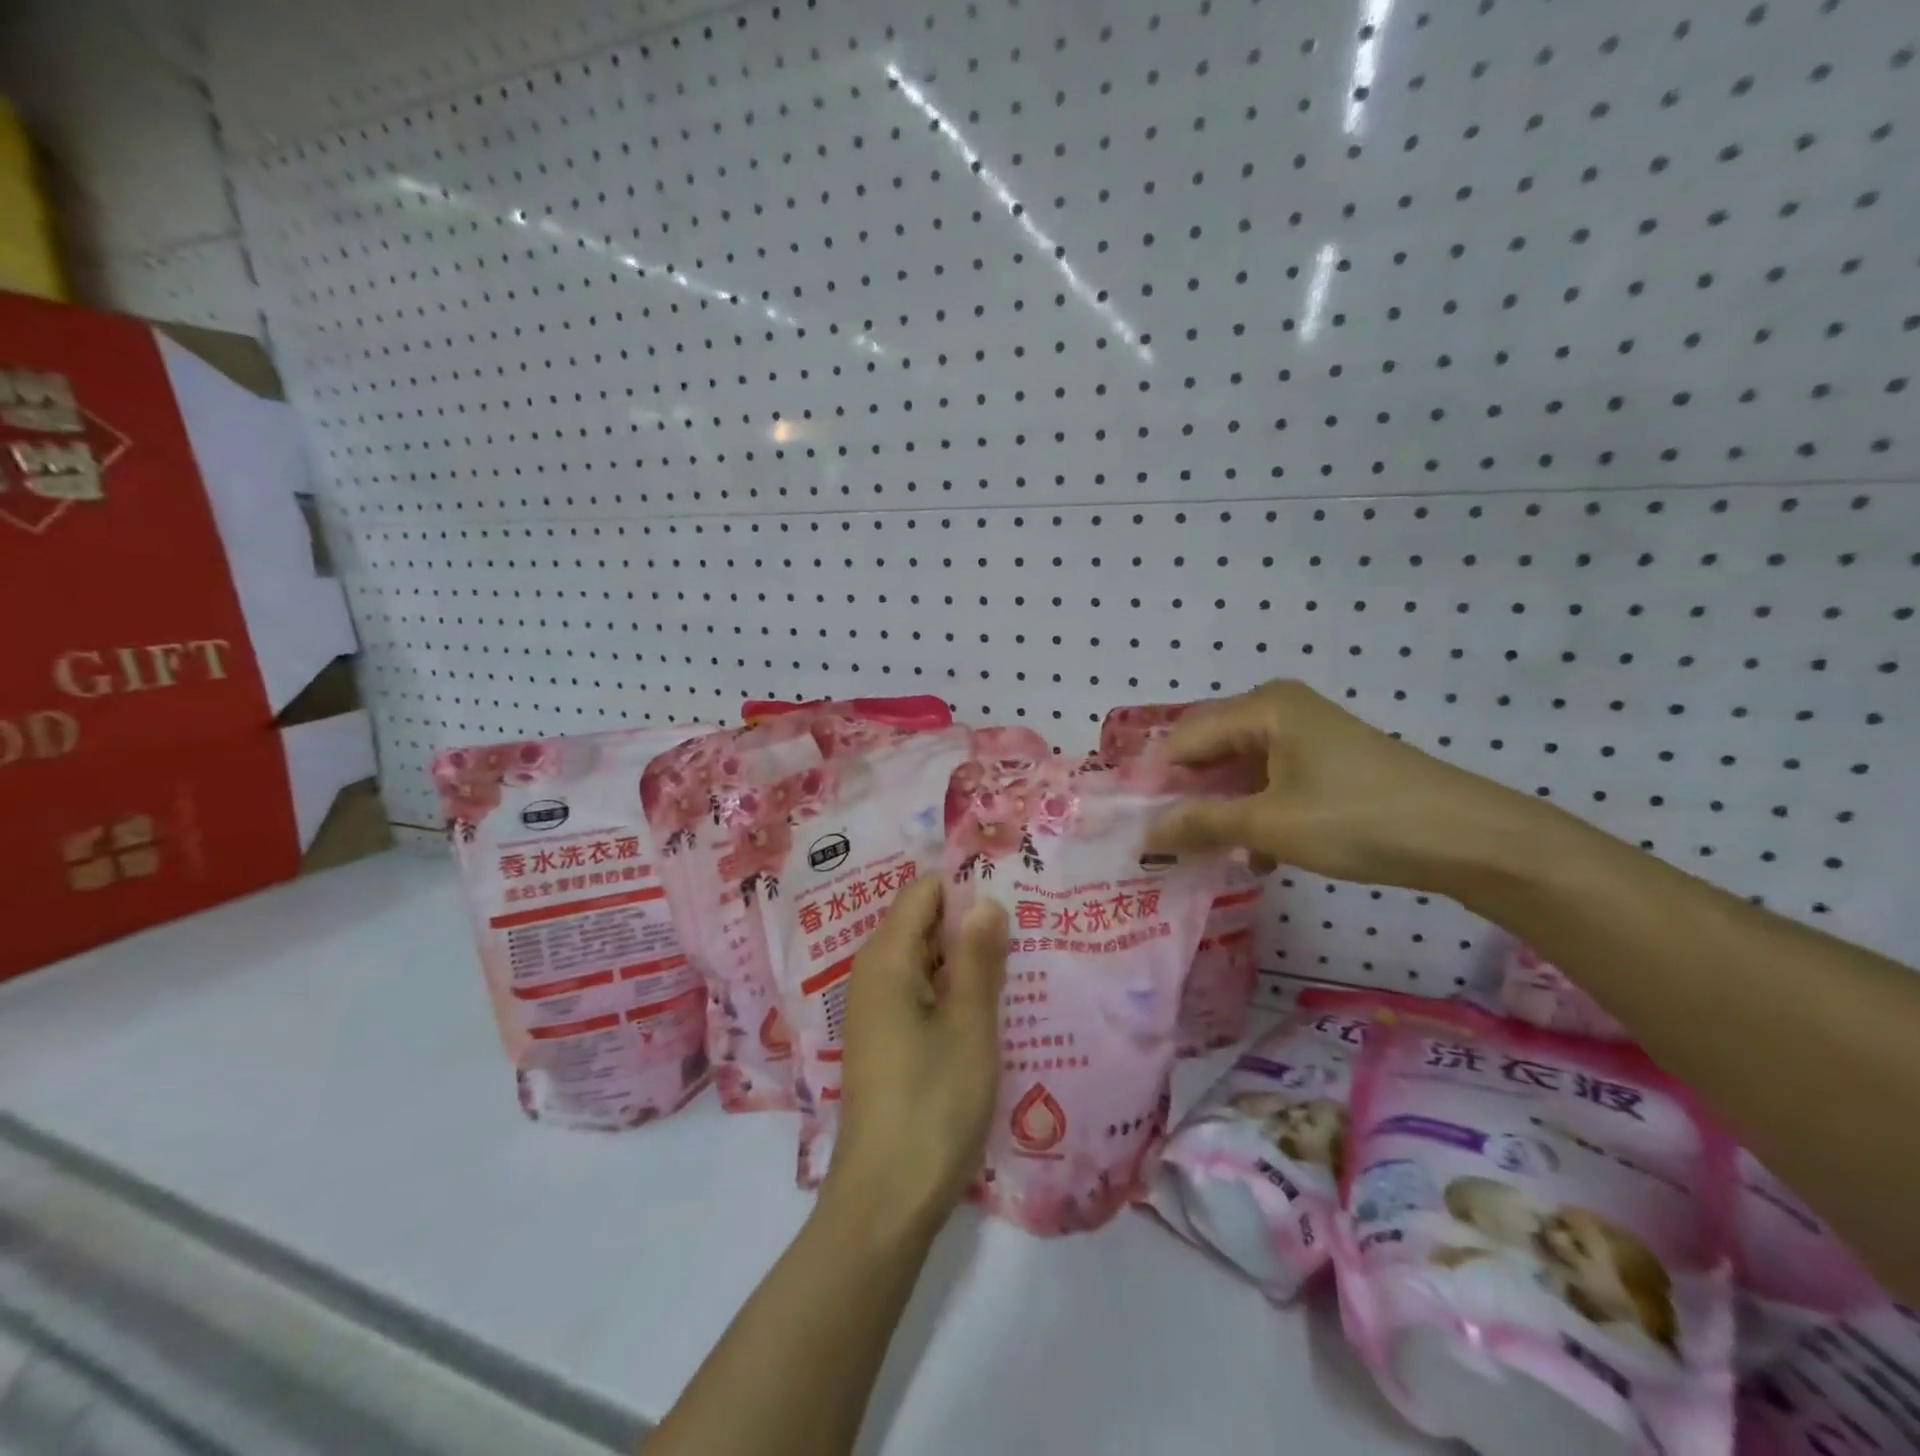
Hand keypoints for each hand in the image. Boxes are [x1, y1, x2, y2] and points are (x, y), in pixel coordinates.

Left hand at [827, 876, 1008, 1236]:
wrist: (885, 1201)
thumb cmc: (932, 1104)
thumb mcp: (969, 1025)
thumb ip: (978, 957)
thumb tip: (986, 899)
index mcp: (887, 958)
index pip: (924, 891)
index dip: (966, 888)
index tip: (1014, 899)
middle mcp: (873, 973)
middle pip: (923, 923)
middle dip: (971, 924)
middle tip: (1027, 934)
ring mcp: (875, 1009)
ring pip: (925, 960)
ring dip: (966, 961)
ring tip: (1019, 967)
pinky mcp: (884, 1041)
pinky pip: (920, 993)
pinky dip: (952, 992)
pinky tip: (990, 1010)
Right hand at [1145, 680, 1546, 897]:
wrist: (1466, 837)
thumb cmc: (1357, 819)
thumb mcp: (1270, 825)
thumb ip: (1200, 824)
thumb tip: (1146, 833)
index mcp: (1261, 707)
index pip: (1184, 738)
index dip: (1156, 781)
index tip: (1137, 826)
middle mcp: (1278, 709)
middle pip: (1208, 749)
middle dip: (1187, 796)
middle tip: (1166, 841)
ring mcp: (1304, 733)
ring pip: (1238, 768)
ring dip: (1221, 809)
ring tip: (1208, 852)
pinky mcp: (1324, 760)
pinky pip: (1268, 779)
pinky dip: (1255, 812)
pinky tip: (1256, 853)